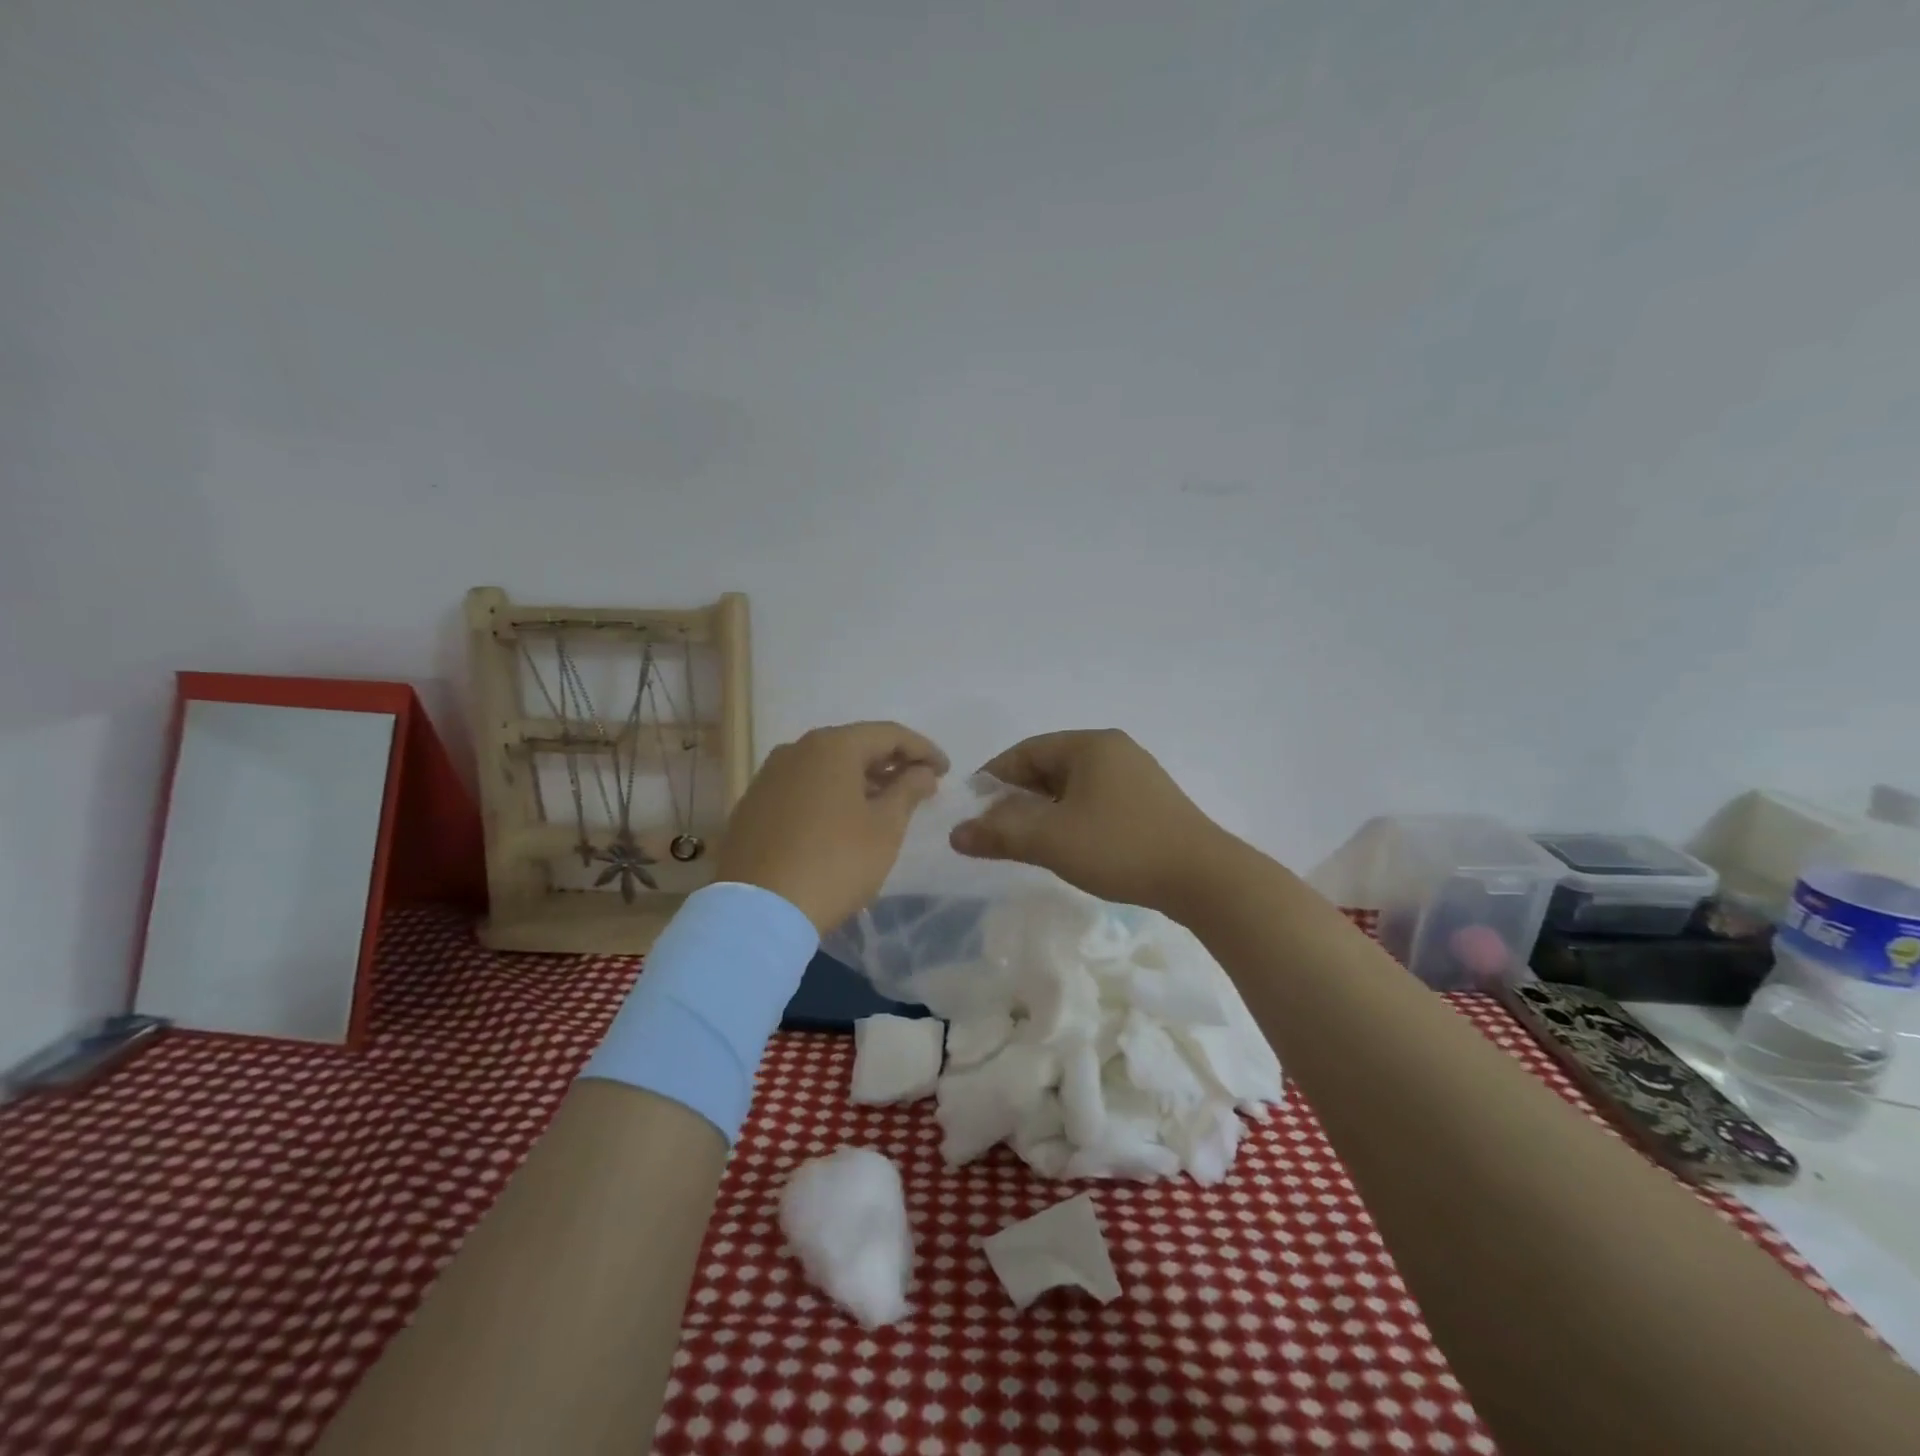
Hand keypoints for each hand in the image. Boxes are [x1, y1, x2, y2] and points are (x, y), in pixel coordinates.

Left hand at [715, 722, 948, 932]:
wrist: (759, 911)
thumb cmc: (835, 863)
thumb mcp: (885, 828)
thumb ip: (908, 790)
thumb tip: (922, 771)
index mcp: (832, 746)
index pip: (888, 734)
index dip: (923, 749)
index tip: (945, 771)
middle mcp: (796, 750)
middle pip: (854, 745)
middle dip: (890, 762)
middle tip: (918, 785)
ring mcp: (768, 777)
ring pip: (825, 767)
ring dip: (859, 779)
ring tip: (884, 804)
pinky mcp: (752, 805)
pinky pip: (802, 787)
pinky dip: (829, 794)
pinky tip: (842, 820)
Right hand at [949, 729, 1230, 911]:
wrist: (1203, 878)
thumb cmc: (1120, 847)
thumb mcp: (1051, 840)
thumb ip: (999, 834)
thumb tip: (955, 834)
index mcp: (1090, 745)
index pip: (1026, 751)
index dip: (993, 777)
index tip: (972, 807)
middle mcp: (1113, 750)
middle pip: (1049, 766)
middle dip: (1017, 796)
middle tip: (995, 828)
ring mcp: (1136, 775)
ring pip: (1073, 786)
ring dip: (1044, 810)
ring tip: (1026, 840)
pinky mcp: (1150, 803)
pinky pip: (1096, 800)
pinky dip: (1071, 817)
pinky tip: (1067, 844)